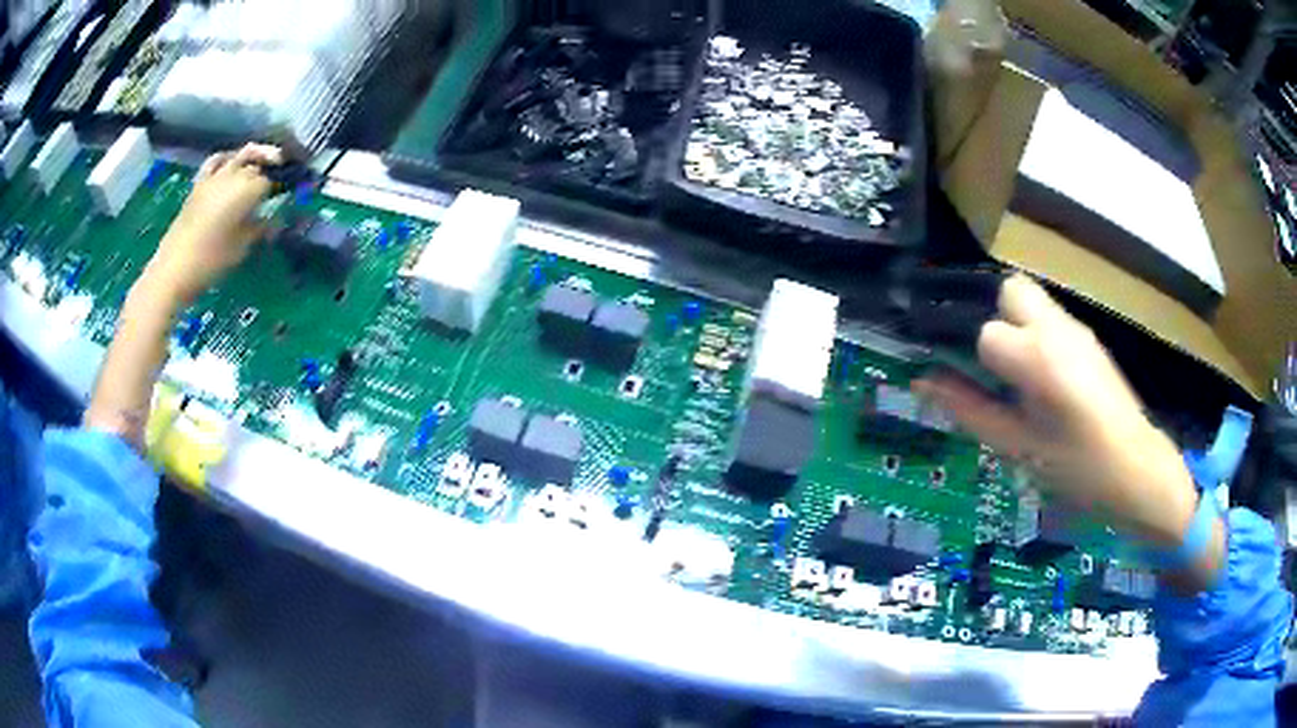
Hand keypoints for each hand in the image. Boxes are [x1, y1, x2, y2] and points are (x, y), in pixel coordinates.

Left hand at [139, 143, 282, 307]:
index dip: (284, 183)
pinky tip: (232, 163)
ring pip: (242, 154)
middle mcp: (234, 175)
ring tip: (264, 162)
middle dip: (273, 167)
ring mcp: (215, 176)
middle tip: (282, 177)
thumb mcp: (242, 247)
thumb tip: (275, 218)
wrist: (174, 269)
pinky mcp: (200, 183)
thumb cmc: (211, 261)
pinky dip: (228, 157)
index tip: (293, 189)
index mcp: (248, 189)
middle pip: (259, 163)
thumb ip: (261, 228)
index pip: (273, 179)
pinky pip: (217, 160)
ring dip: (255, 155)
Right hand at [913, 275, 1199, 550]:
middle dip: (994, 317)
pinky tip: (1046, 380)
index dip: (974, 360)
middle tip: (996, 367)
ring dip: (1015, 324)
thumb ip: (970, 410)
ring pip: (1032, 298)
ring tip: (1019, 375)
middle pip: (1010, 289)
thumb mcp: (1018, 448)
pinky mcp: (1090, 337)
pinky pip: (1051, 318)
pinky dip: (1037, 334)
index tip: (979, 388)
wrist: (1137, 468)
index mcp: (1037, 358)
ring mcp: (1077, 328)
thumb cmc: (1076, 468)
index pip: (986, 332)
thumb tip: (923, 382)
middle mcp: (1057, 328)